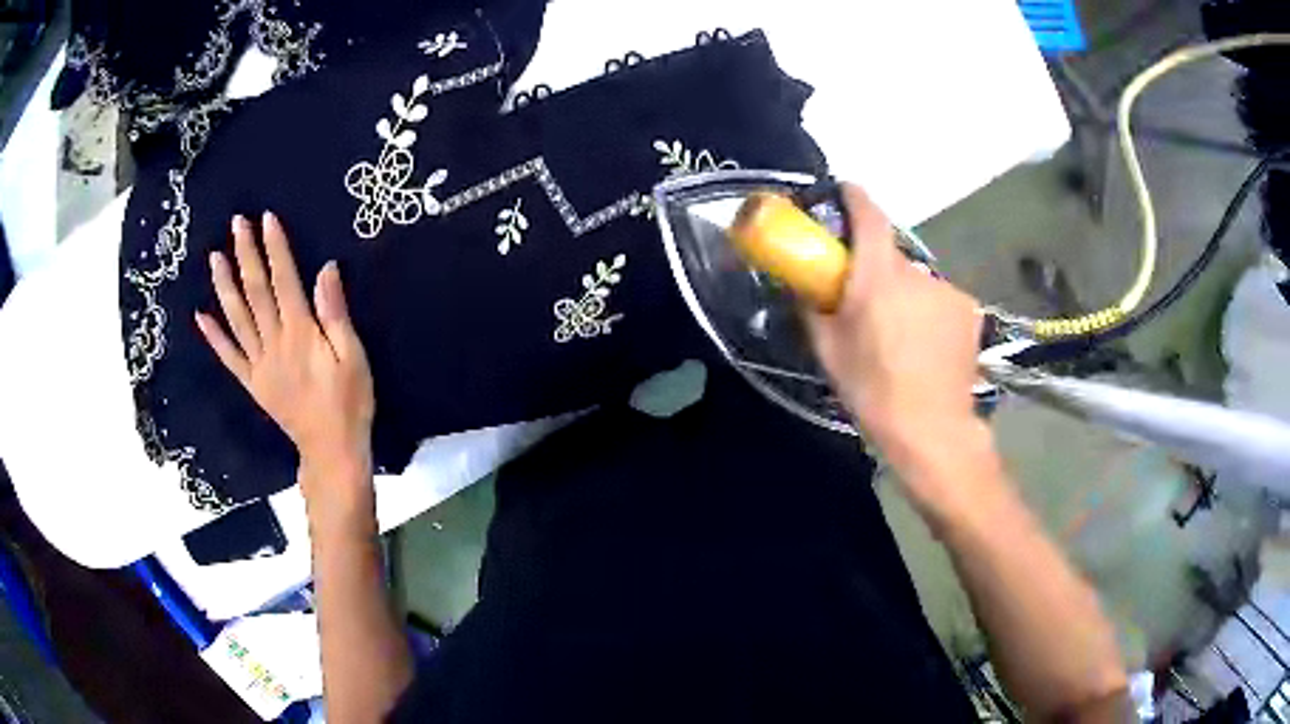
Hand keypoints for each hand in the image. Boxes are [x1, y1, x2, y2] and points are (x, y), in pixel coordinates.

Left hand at [195, 212, 374, 514]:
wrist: (331, 450)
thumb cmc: (349, 402)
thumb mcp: (354, 356)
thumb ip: (335, 313)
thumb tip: (325, 269)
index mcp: (301, 333)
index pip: (284, 280)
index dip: (275, 247)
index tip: (267, 219)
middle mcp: (274, 342)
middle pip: (256, 291)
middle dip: (245, 254)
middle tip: (236, 223)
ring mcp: (259, 363)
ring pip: (236, 318)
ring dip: (224, 286)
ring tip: (214, 257)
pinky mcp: (252, 383)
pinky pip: (229, 357)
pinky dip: (214, 337)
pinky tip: (201, 316)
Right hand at [808, 185, 986, 478]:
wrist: (932, 429)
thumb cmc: (873, 390)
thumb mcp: (828, 350)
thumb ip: (812, 306)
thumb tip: (801, 281)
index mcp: (878, 277)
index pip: (868, 213)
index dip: (852, 196)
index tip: (840, 194)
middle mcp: (917, 272)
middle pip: (890, 253)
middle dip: (875, 268)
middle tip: (865, 302)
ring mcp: (948, 290)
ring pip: (916, 281)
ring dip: (905, 295)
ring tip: (900, 336)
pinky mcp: (969, 309)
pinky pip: (939, 300)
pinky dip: (929, 312)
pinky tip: (927, 346)